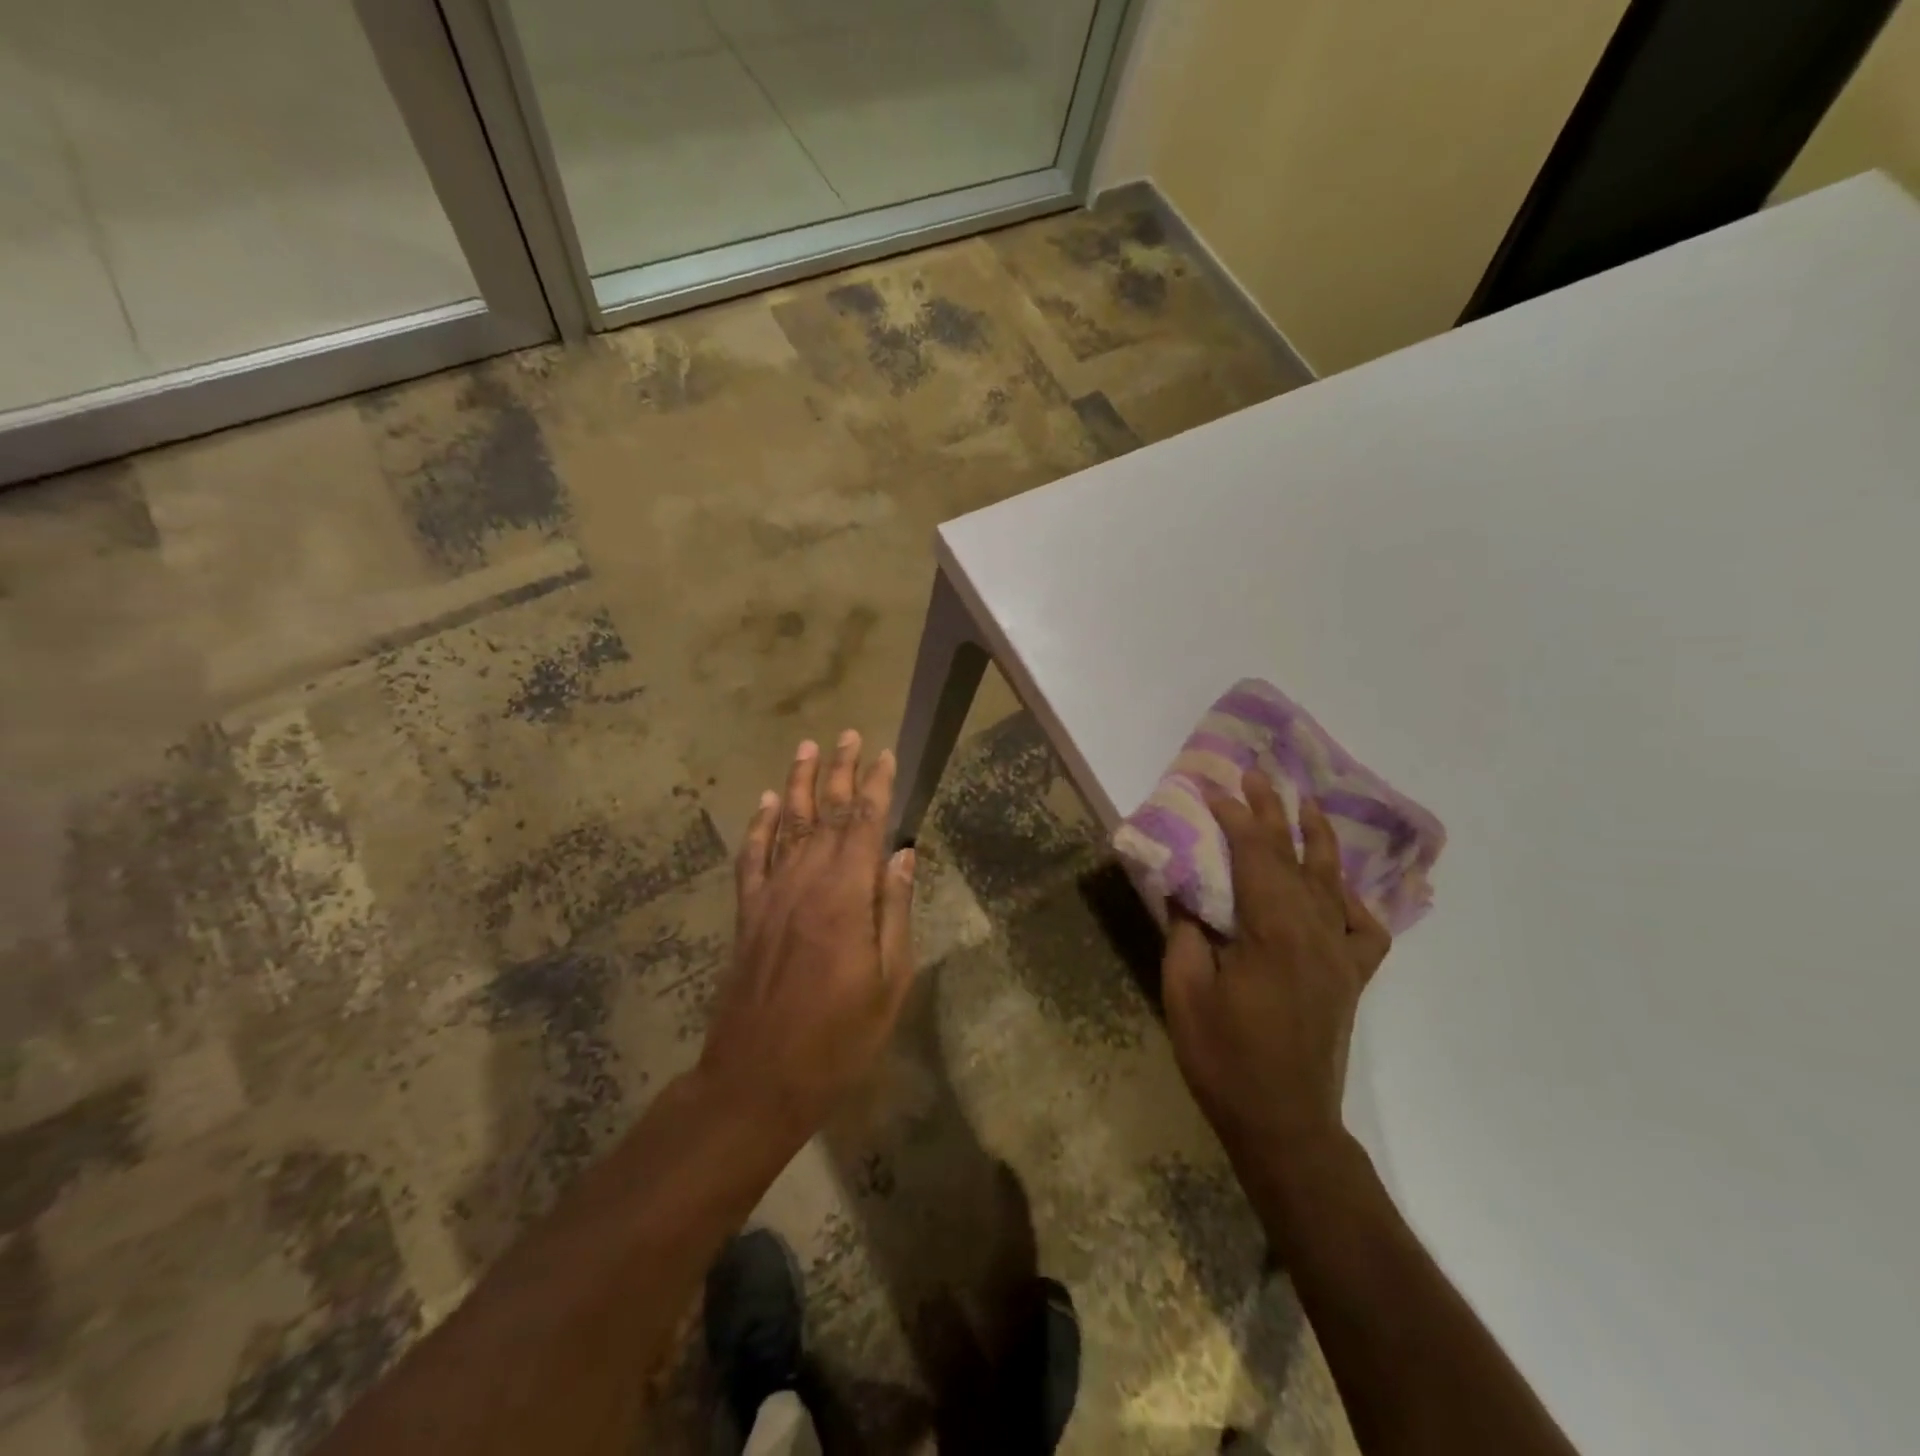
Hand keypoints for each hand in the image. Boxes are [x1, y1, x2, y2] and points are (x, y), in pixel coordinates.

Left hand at [698, 731, 917, 1147]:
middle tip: (848, 735)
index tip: (886, 754)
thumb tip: (904, 855)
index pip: (866, 824)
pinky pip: (752, 857)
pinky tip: (764, 802)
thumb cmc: (839, 1039)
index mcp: (847, 896)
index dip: (878, 786)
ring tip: (807, 748)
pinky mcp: (748, 914)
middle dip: (840, 771)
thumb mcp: (889, 982)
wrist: (758, 1079)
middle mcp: (806, 882)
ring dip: (799, 784)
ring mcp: (771, 895)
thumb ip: (895, 911)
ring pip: (786, 824)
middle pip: (826, 813)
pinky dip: (758, 825)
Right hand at [1162, 770, 1390, 1164]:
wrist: (1285, 1123)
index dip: (1235, 818)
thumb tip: (1183, 892)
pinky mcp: (1350, 979)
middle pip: (1294, 858)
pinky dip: (1353, 901)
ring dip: (1316, 840)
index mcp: (1273, 932)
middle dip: (1273, 813)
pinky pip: (1364, 929)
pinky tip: (1339, 889)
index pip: (1255, 857)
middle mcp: (1315, 933)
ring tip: (1308, 805)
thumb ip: (1185, 933)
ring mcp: (1339, 955)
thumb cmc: (1225, 1058)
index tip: (1214, 789)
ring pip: (1332, 883)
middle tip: (1259, 774)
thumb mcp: (1185, 992)